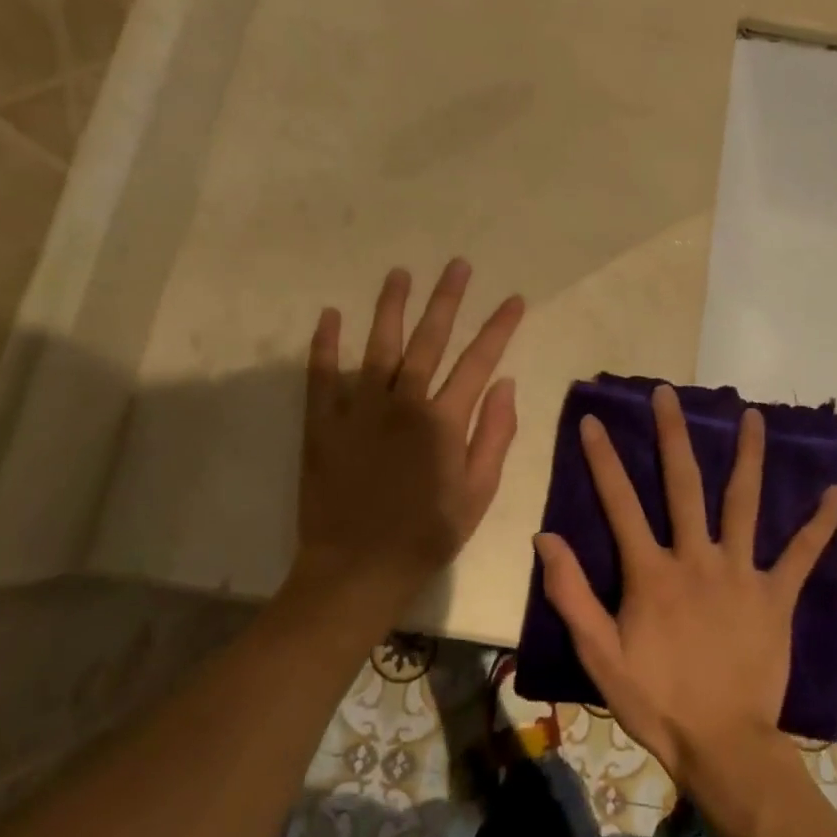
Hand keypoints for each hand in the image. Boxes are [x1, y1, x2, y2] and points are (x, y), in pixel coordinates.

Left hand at [294, 259, 524, 610]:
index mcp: (443, 421)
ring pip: (378, 345)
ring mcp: (359, 410)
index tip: (514, 299)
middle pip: (429, 339)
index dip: (499, 327)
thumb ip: (494, 435)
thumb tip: (506, 384)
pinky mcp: (323, 423)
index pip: (479, 360)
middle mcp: (403, 403)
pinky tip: (330, 314)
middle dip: (447, 299)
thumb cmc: (426, 536)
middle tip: (458, 265)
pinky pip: (321, 375)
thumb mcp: (477, 494)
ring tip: (400, 273)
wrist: (356, 572)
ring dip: (391, 306)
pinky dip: (324, 344)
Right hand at [534, 385, 836, 786]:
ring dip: (749, 457)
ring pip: (745, 503)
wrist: (723, 746)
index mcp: (652, 571)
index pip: (620, 502)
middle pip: (684, 484)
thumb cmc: (656, 700)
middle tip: (668, 393)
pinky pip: (801, 554)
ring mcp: (741, 573)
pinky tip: (833, 491)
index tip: (593, 420)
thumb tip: (544, 537)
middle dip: (673, 434)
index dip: (603, 459)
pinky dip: (819, 524)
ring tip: (754, 416)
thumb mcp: (599, 653)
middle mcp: (697, 558)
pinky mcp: (776, 595)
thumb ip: (571, 593)